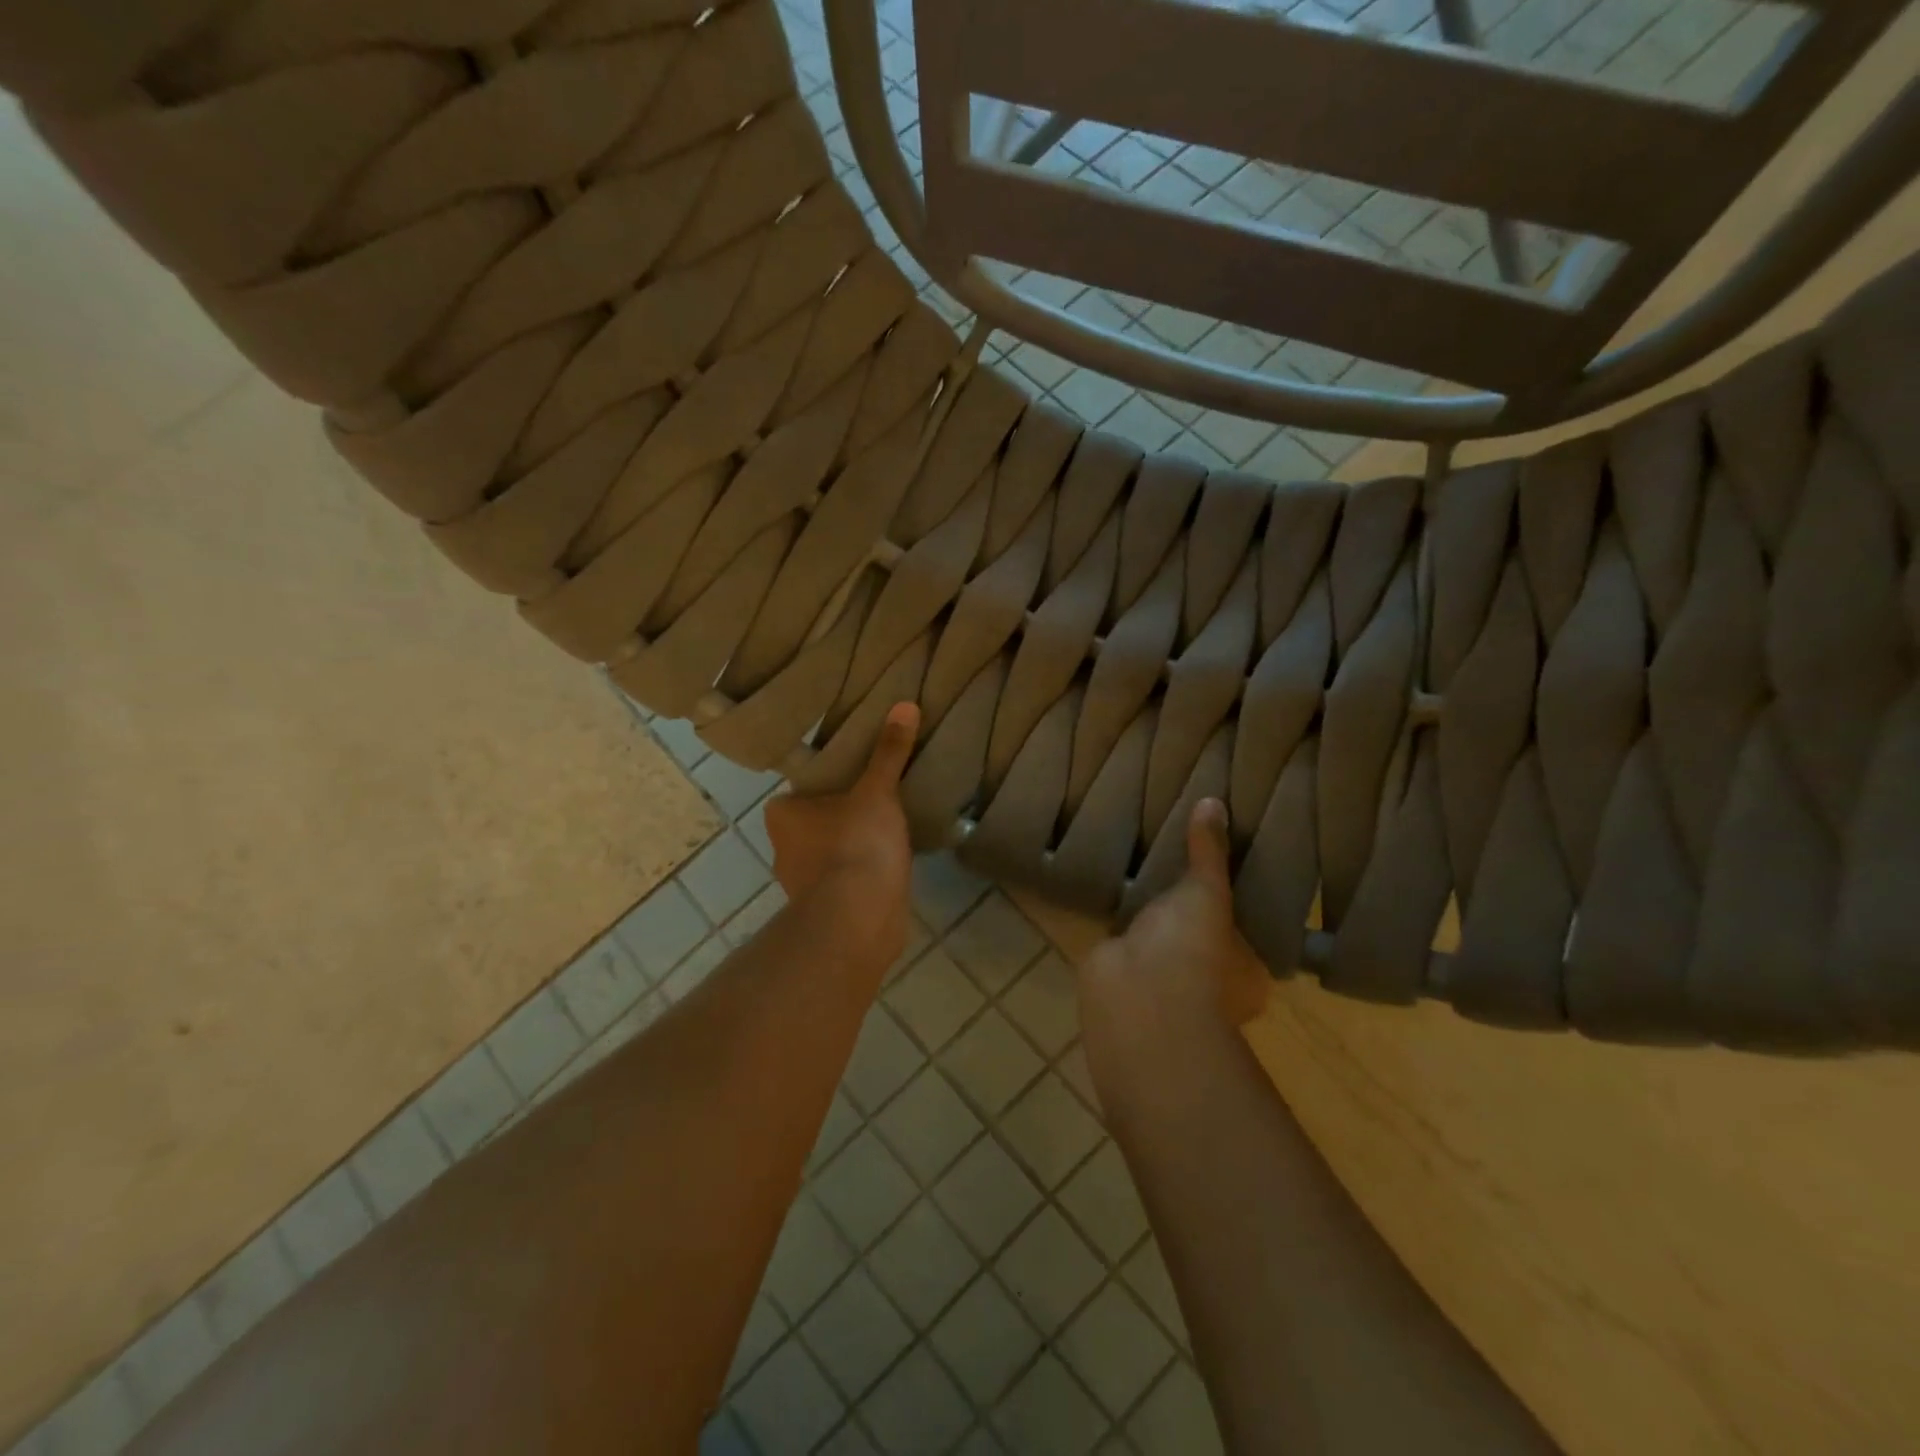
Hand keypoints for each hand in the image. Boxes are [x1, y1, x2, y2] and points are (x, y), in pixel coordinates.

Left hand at [763, 702, 919, 967]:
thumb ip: (888, 752)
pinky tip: (889, 865)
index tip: (857, 776)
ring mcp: (803, 884)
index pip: (802, 789)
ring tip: (889, 830)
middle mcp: (783, 848)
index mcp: (783, 815)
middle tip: (879, 797)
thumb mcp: (877, 791)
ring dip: (853, 846)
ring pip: (831, 852)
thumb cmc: (856, 845)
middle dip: (843, 814)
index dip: (829, 782)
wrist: (860, 920)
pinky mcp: (828, 910)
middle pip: (817, 820)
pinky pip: (846, 880)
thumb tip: (905, 704)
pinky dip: (862, 873)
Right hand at [1080, 798, 1269, 1048]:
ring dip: (1153, 917)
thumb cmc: (1194, 951)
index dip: (1238, 904)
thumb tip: (1216, 801)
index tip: (1226, 871)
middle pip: (1202, 937)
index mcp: (1246, 973)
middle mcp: (1209, 984)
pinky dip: (1121, 921)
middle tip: (1181, 863)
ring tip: (1146, 869)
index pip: (1247, 934)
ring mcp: (1164, 983)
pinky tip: (1115, 889)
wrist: (1135, 997)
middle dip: (1190, 909)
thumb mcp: (1209, 891)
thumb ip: (1210, 851)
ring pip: (1162, 940)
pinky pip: (1126, 939)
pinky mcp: (1124, 974)